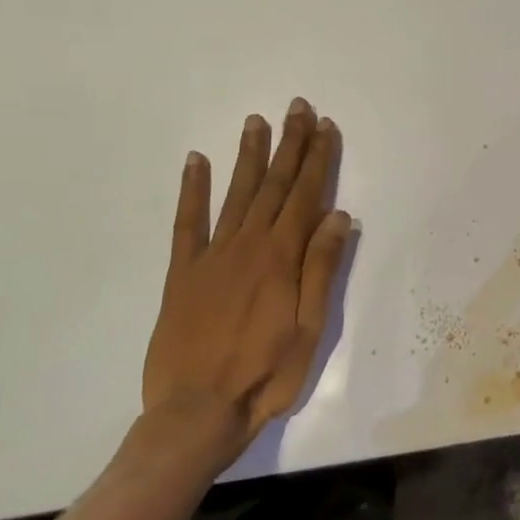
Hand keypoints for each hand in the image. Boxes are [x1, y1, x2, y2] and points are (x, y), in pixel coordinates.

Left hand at [141, 100, 351, 467]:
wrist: (196, 413)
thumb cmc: (265, 374)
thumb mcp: (310, 327)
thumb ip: (321, 268)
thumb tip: (338, 216)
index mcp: (282, 257)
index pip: (306, 195)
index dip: (318, 159)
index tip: (325, 126)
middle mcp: (247, 245)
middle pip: (274, 185)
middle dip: (289, 144)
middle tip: (297, 107)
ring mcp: (211, 256)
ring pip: (235, 193)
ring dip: (249, 155)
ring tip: (257, 121)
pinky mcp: (181, 273)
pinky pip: (186, 222)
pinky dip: (192, 189)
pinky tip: (196, 161)